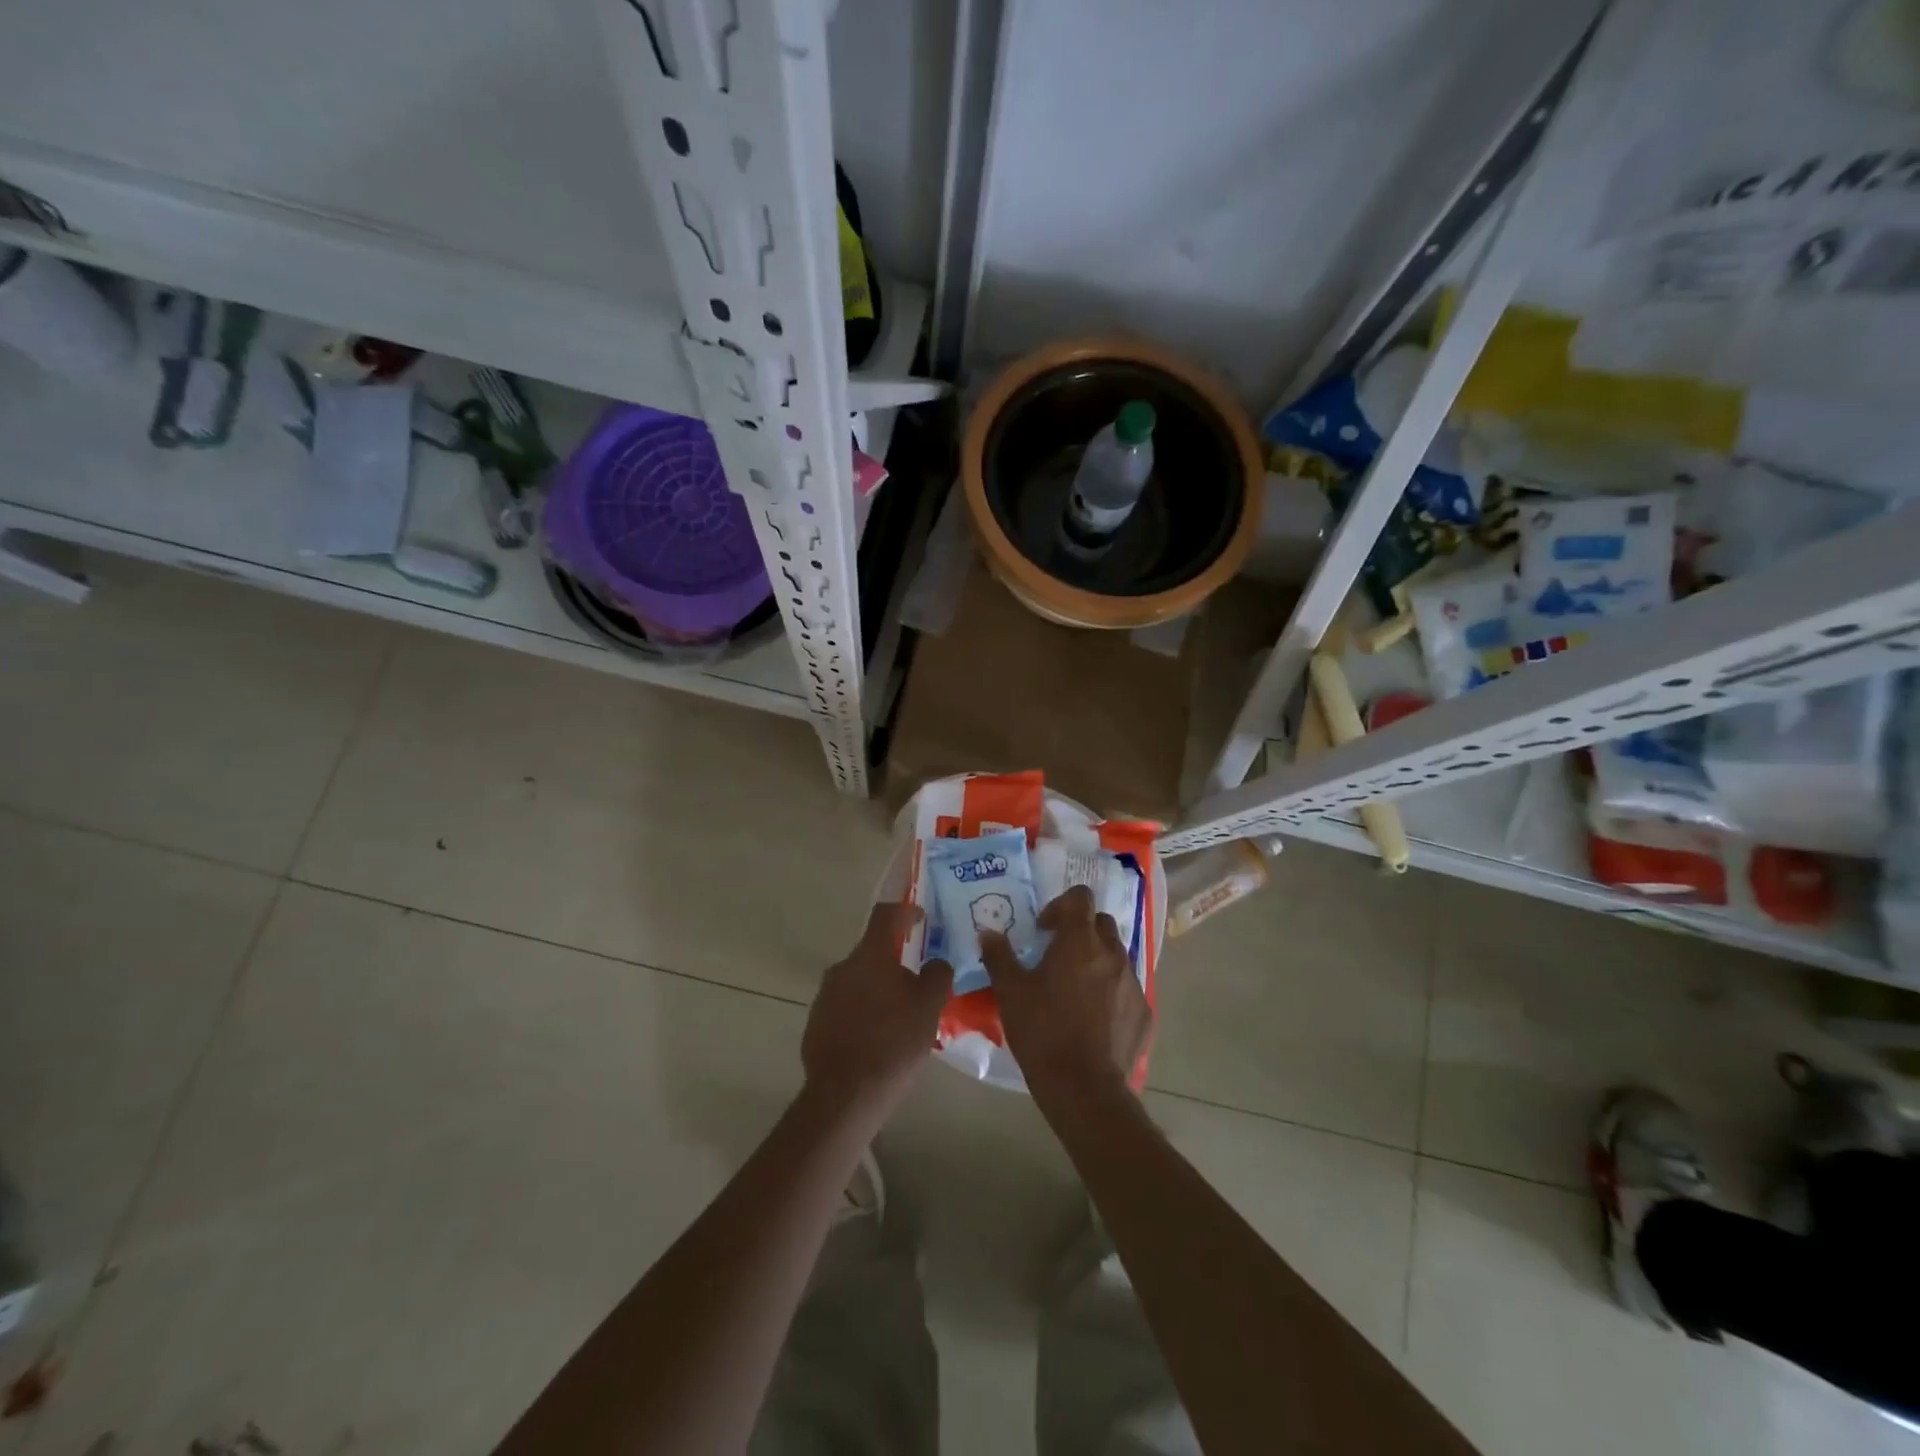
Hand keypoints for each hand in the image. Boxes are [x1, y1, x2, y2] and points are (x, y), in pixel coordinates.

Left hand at [802, 903, 953, 1122]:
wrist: (844, 1095)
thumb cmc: (893, 1043)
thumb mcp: (929, 1007)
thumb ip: (937, 975)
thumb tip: (936, 963)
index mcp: (870, 956)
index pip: (886, 915)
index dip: (905, 910)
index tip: (920, 917)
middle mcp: (842, 968)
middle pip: (872, 952)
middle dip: (895, 962)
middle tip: (918, 982)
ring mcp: (825, 996)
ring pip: (858, 981)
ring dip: (878, 989)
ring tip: (900, 1016)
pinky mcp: (816, 1024)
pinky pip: (845, 1007)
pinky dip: (863, 1013)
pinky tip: (878, 1039)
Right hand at [980, 885, 1152, 1101]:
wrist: (1084, 1088)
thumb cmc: (1043, 1032)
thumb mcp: (1010, 993)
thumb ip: (999, 957)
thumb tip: (989, 934)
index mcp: (1079, 941)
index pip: (1080, 897)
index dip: (1061, 906)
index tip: (1043, 930)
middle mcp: (1112, 953)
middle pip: (1101, 923)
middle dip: (1081, 931)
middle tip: (1058, 955)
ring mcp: (1133, 982)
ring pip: (1116, 955)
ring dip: (1097, 960)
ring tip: (1076, 988)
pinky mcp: (1144, 1012)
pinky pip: (1127, 988)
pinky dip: (1112, 992)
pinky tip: (1095, 1018)